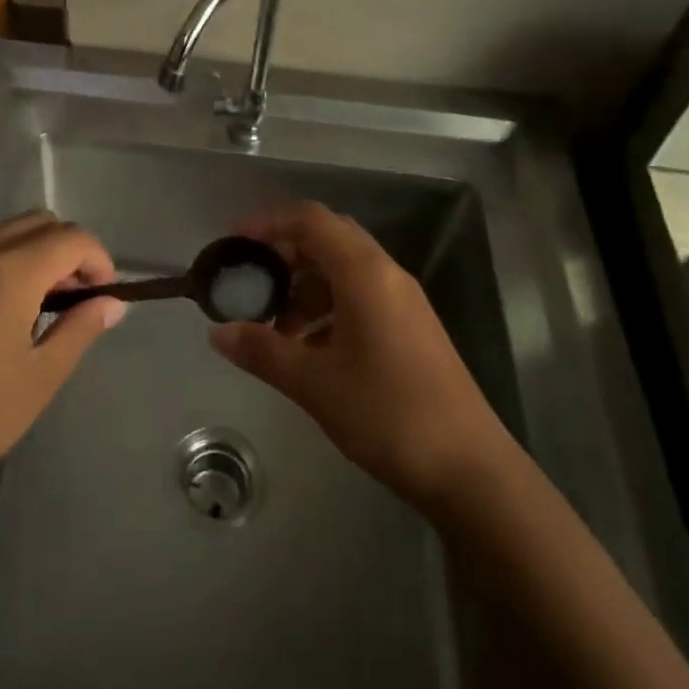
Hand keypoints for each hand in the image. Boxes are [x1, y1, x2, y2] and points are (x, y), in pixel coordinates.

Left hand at [0, 212, 122, 513]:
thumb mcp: (39, 378)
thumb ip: (79, 329)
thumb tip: (111, 303)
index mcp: (8, 271)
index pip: (71, 238)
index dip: (99, 260)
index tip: (104, 297)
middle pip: (38, 223)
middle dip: (68, 250)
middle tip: (76, 298)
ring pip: (4, 233)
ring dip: (35, 253)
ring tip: (41, 306)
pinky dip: (2, 262)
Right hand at [209, 202, 510, 509]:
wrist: (470, 469)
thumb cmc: (386, 414)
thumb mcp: (314, 383)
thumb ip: (262, 351)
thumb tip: (217, 333)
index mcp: (364, 272)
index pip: (310, 220)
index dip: (267, 223)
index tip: (233, 244)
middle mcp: (387, 274)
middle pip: (328, 239)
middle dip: (285, 254)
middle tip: (251, 281)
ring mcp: (404, 301)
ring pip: (345, 270)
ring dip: (306, 286)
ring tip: (277, 328)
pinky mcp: (412, 327)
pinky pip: (361, 296)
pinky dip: (328, 308)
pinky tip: (311, 349)